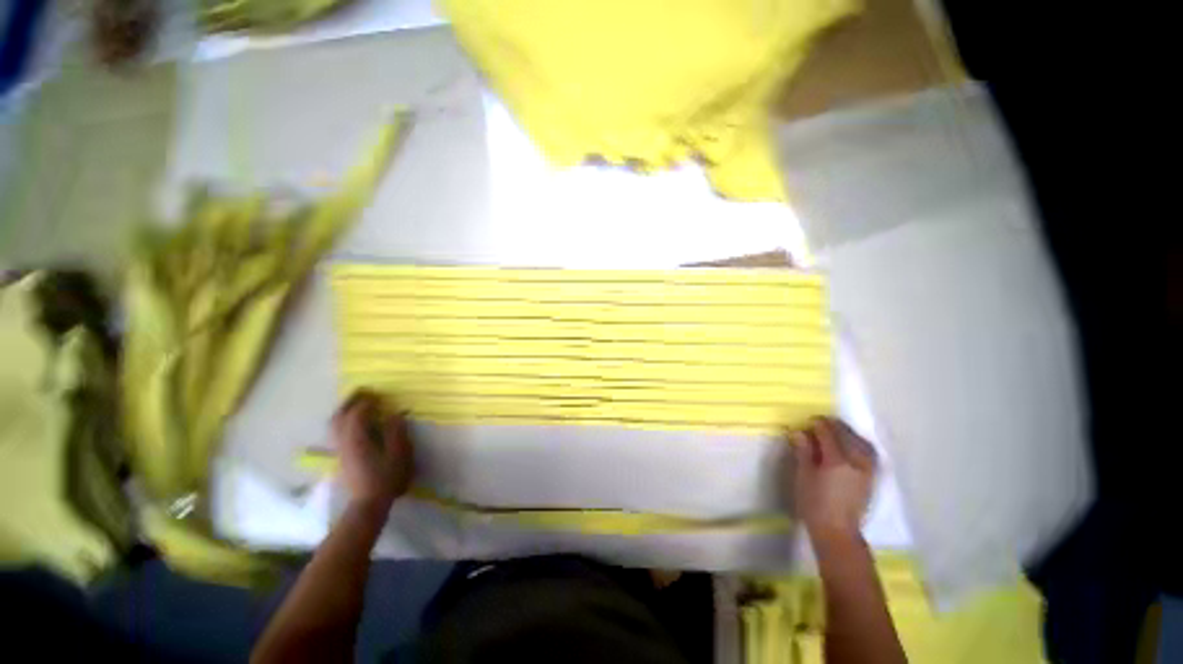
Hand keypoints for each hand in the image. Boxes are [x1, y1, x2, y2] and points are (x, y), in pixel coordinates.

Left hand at [331, 390, 413, 511]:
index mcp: (357, 439)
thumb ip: (396, 431)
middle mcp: (344, 442)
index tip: (379, 395)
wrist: (368, 503)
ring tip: (360, 404)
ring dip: (346, 410)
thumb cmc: (386, 477)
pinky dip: (346, 421)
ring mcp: (340, 450)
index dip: (367, 402)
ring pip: (335, 424)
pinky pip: (338, 431)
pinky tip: (358, 422)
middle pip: (339, 416)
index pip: (356, 414)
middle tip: (364, 392)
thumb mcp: (398, 454)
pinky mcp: (342, 456)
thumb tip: (395, 414)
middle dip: (350, 402)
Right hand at [787, 417, 877, 545]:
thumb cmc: (814, 504)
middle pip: (847, 435)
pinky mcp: (872, 478)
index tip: (808, 421)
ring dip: (849, 433)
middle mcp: (856, 462)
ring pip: (861, 442)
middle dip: (833, 426)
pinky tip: (852, 445)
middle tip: (820, 422)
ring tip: (837, 431)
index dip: (817, 424)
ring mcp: (867, 470)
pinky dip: (860, 443)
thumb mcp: (803, 476)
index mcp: (836, 461)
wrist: (837, 532)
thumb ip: (803, 452)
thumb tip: (798, 432)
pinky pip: (869, 453)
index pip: (828, 433)